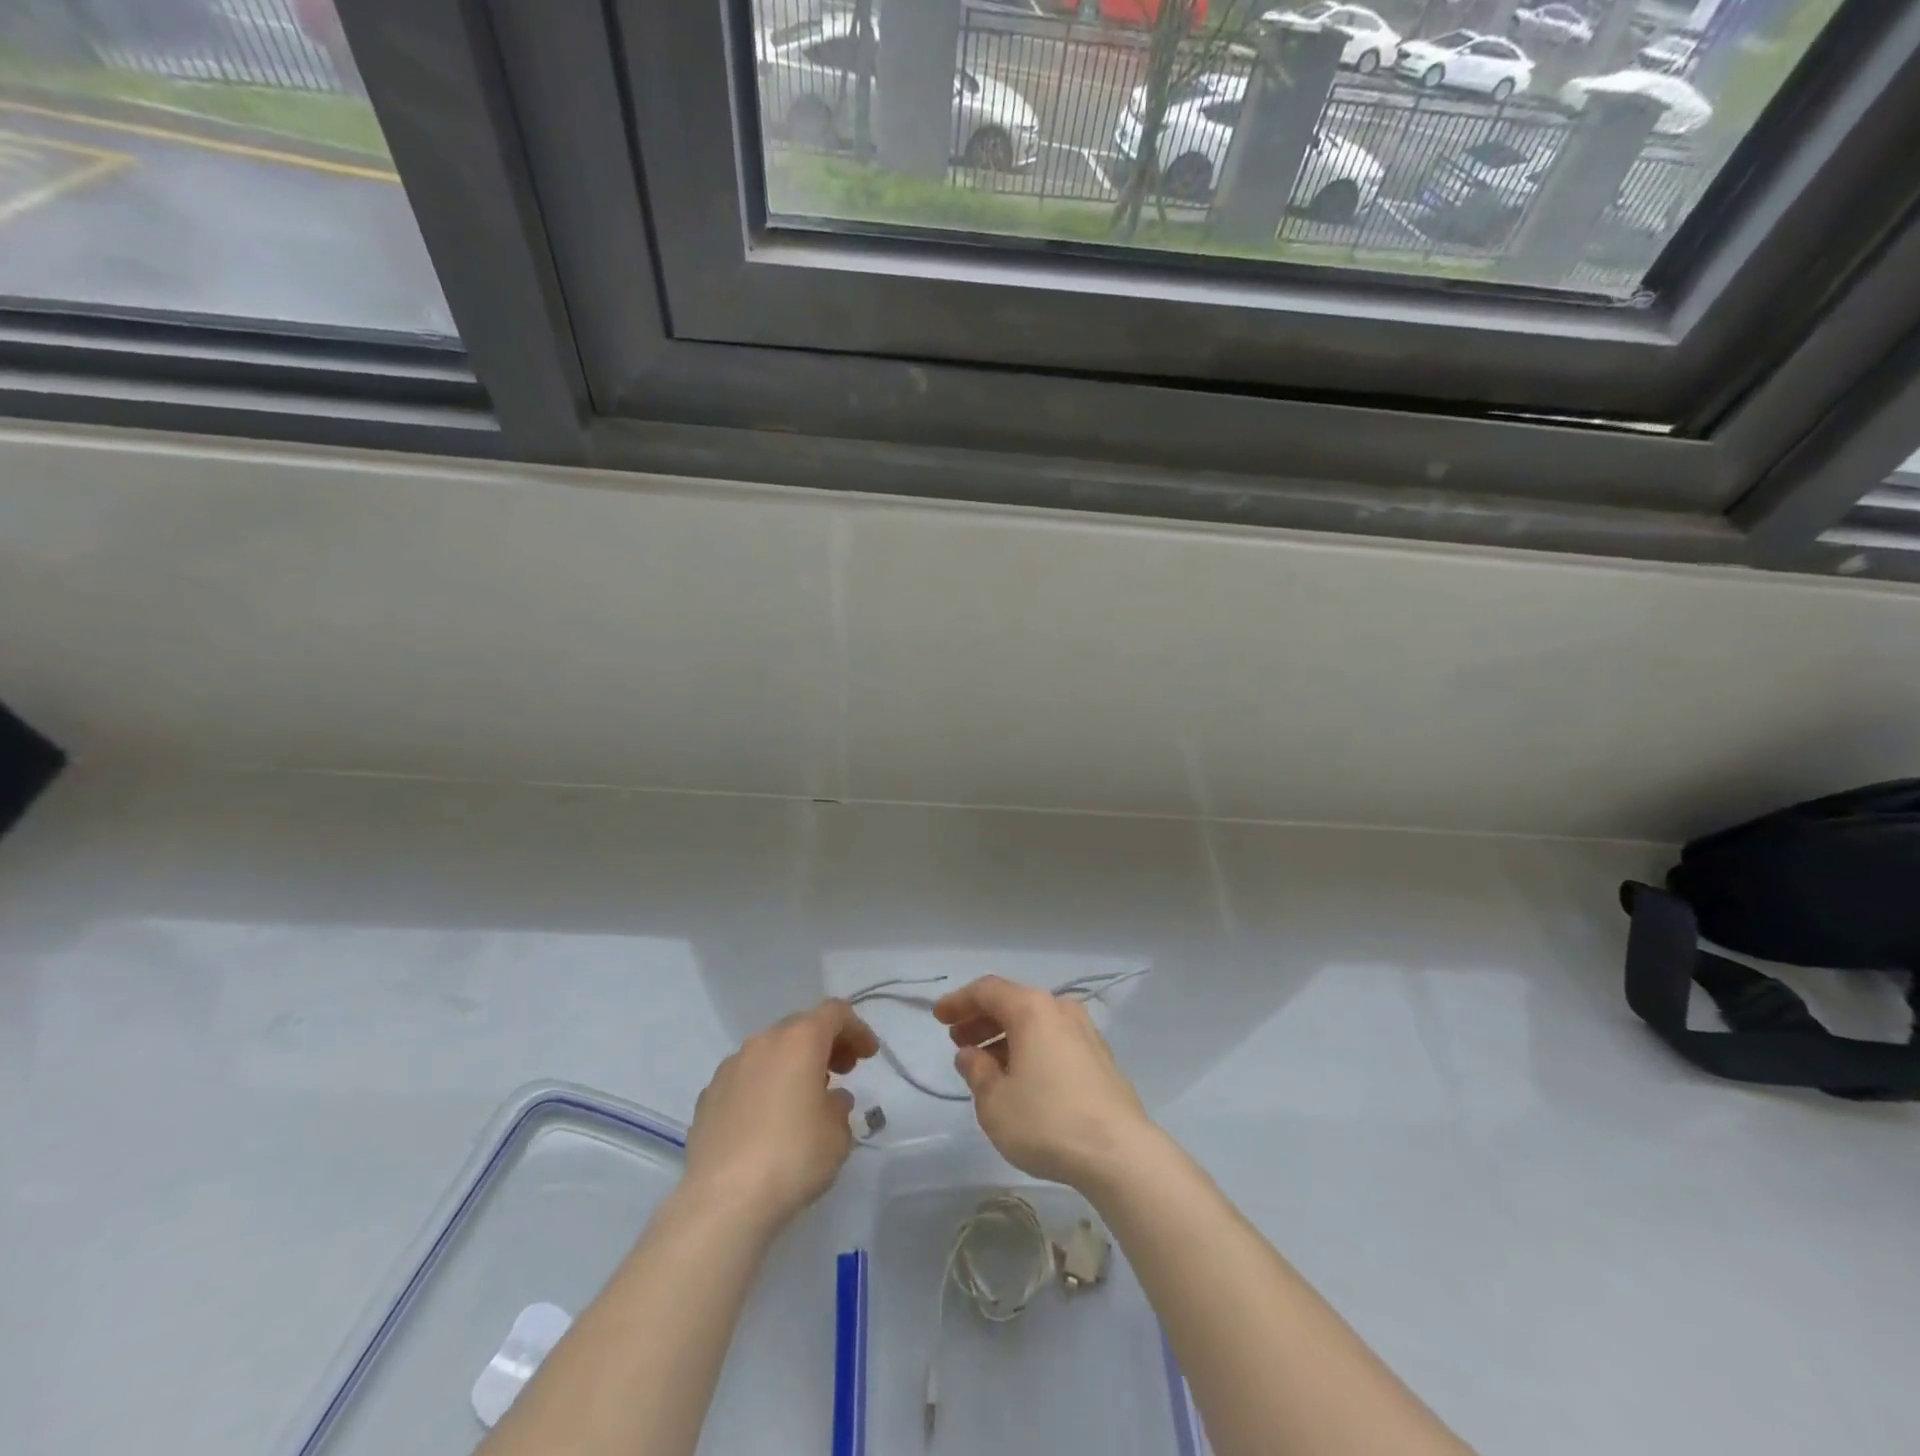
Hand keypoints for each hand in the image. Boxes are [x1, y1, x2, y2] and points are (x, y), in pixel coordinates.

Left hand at [681, 1000, 878, 1230]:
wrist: (722, 1200)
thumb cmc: (792, 1156)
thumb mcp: (837, 1134)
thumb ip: (840, 1107)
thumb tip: (829, 1100)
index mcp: (800, 1040)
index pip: (834, 1013)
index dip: (857, 1029)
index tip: (868, 1055)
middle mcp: (763, 1042)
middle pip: (801, 1027)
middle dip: (825, 1044)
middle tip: (843, 1071)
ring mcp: (730, 1067)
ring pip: (770, 1051)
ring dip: (793, 1064)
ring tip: (805, 1098)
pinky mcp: (708, 1097)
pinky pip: (746, 1078)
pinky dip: (764, 1086)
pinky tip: (768, 1120)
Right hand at [934, 975, 1157, 1192]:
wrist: (1119, 1152)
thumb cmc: (1047, 1121)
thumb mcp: (995, 1103)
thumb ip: (977, 1072)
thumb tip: (971, 1055)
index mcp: (1031, 1009)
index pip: (987, 990)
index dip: (959, 1001)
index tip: (938, 1017)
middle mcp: (1059, 1009)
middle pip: (1012, 1003)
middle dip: (981, 1019)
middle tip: (957, 1041)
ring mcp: (1085, 1032)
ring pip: (1035, 1023)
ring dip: (1005, 1036)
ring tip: (984, 1063)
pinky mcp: (1099, 1057)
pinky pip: (1053, 1039)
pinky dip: (1030, 1048)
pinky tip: (1020, 1076)